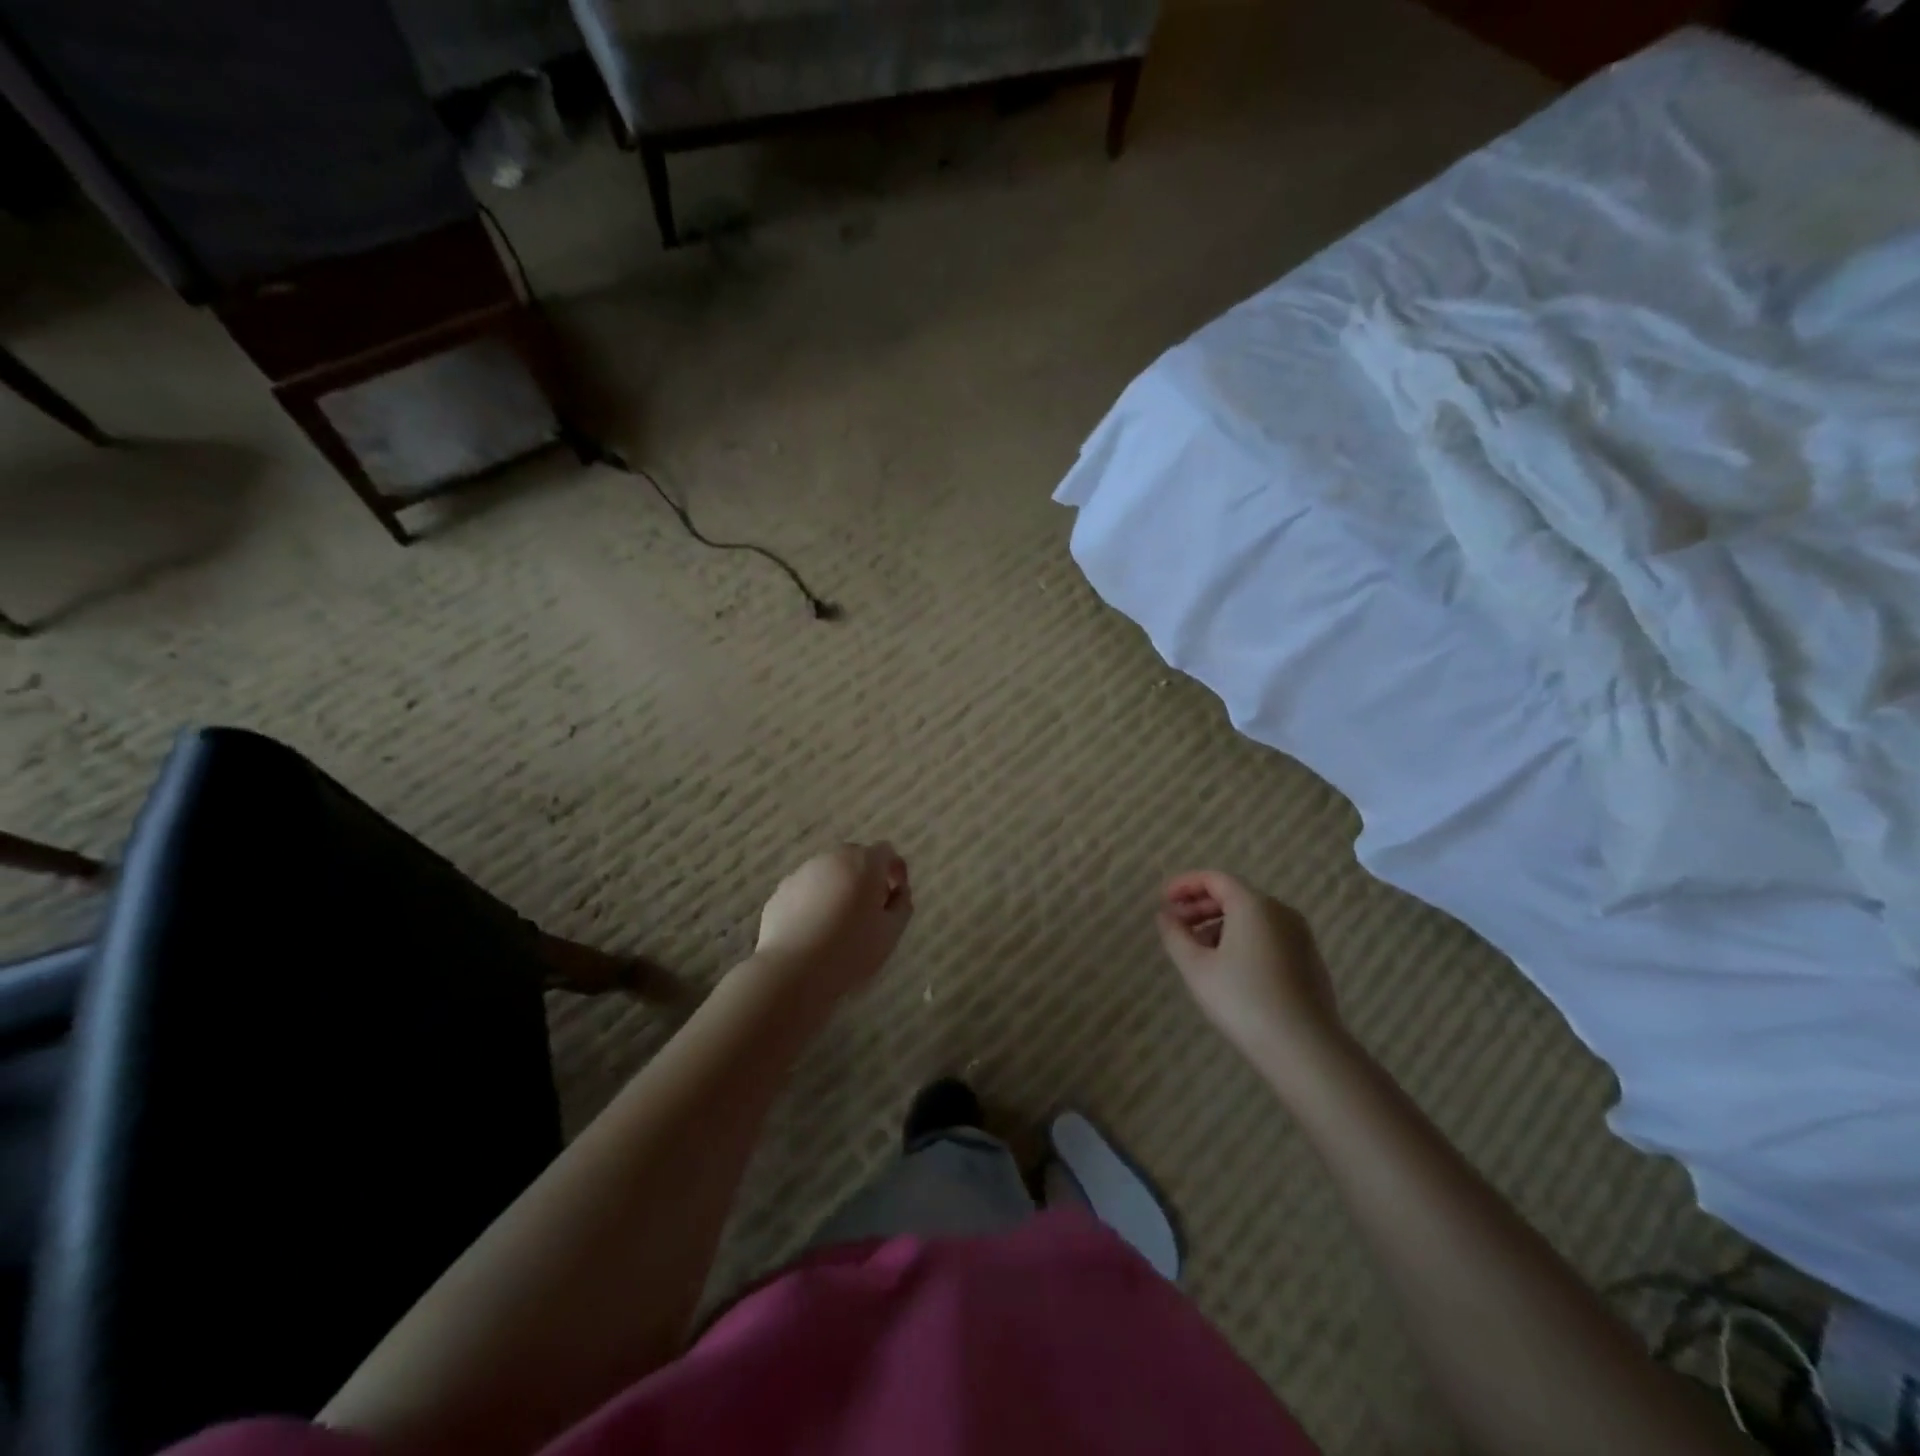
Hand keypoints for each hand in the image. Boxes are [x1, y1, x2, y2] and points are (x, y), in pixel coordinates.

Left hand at [754, 842, 912, 1000]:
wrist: (792, 971)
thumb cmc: (850, 951)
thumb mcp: (891, 932)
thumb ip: (902, 904)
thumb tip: (897, 892)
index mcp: (863, 863)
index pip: (886, 852)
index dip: (895, 871)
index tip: (895, 896)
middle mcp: (832, 858)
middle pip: (856, 858)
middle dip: (867, 877)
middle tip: (870, 909)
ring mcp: (803, 872)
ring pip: (830, 872)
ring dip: (841, 886)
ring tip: (841, 921)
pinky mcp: (781, 890)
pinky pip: (808, 888)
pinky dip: (817, 899)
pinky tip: (816, 928)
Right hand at [1157, 870, 1345, 1064]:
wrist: (1305, 1049)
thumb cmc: (1243, 1000)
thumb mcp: (1196, 967)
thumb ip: (1175, 935)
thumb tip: (1164, 915)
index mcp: (1253, 905)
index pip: (1214, 879)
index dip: (1185, 884)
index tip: (1163, 899)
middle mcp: (1281, 911)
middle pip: (1234, 895)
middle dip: (1200, 906)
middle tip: (1175, 924)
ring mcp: (1300, 936)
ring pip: (1252, 917)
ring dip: (1220, 924)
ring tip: (1197, 949)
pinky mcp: (1309, 960)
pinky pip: (1268, 935)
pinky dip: (1242, 939)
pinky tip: (1228, 967)